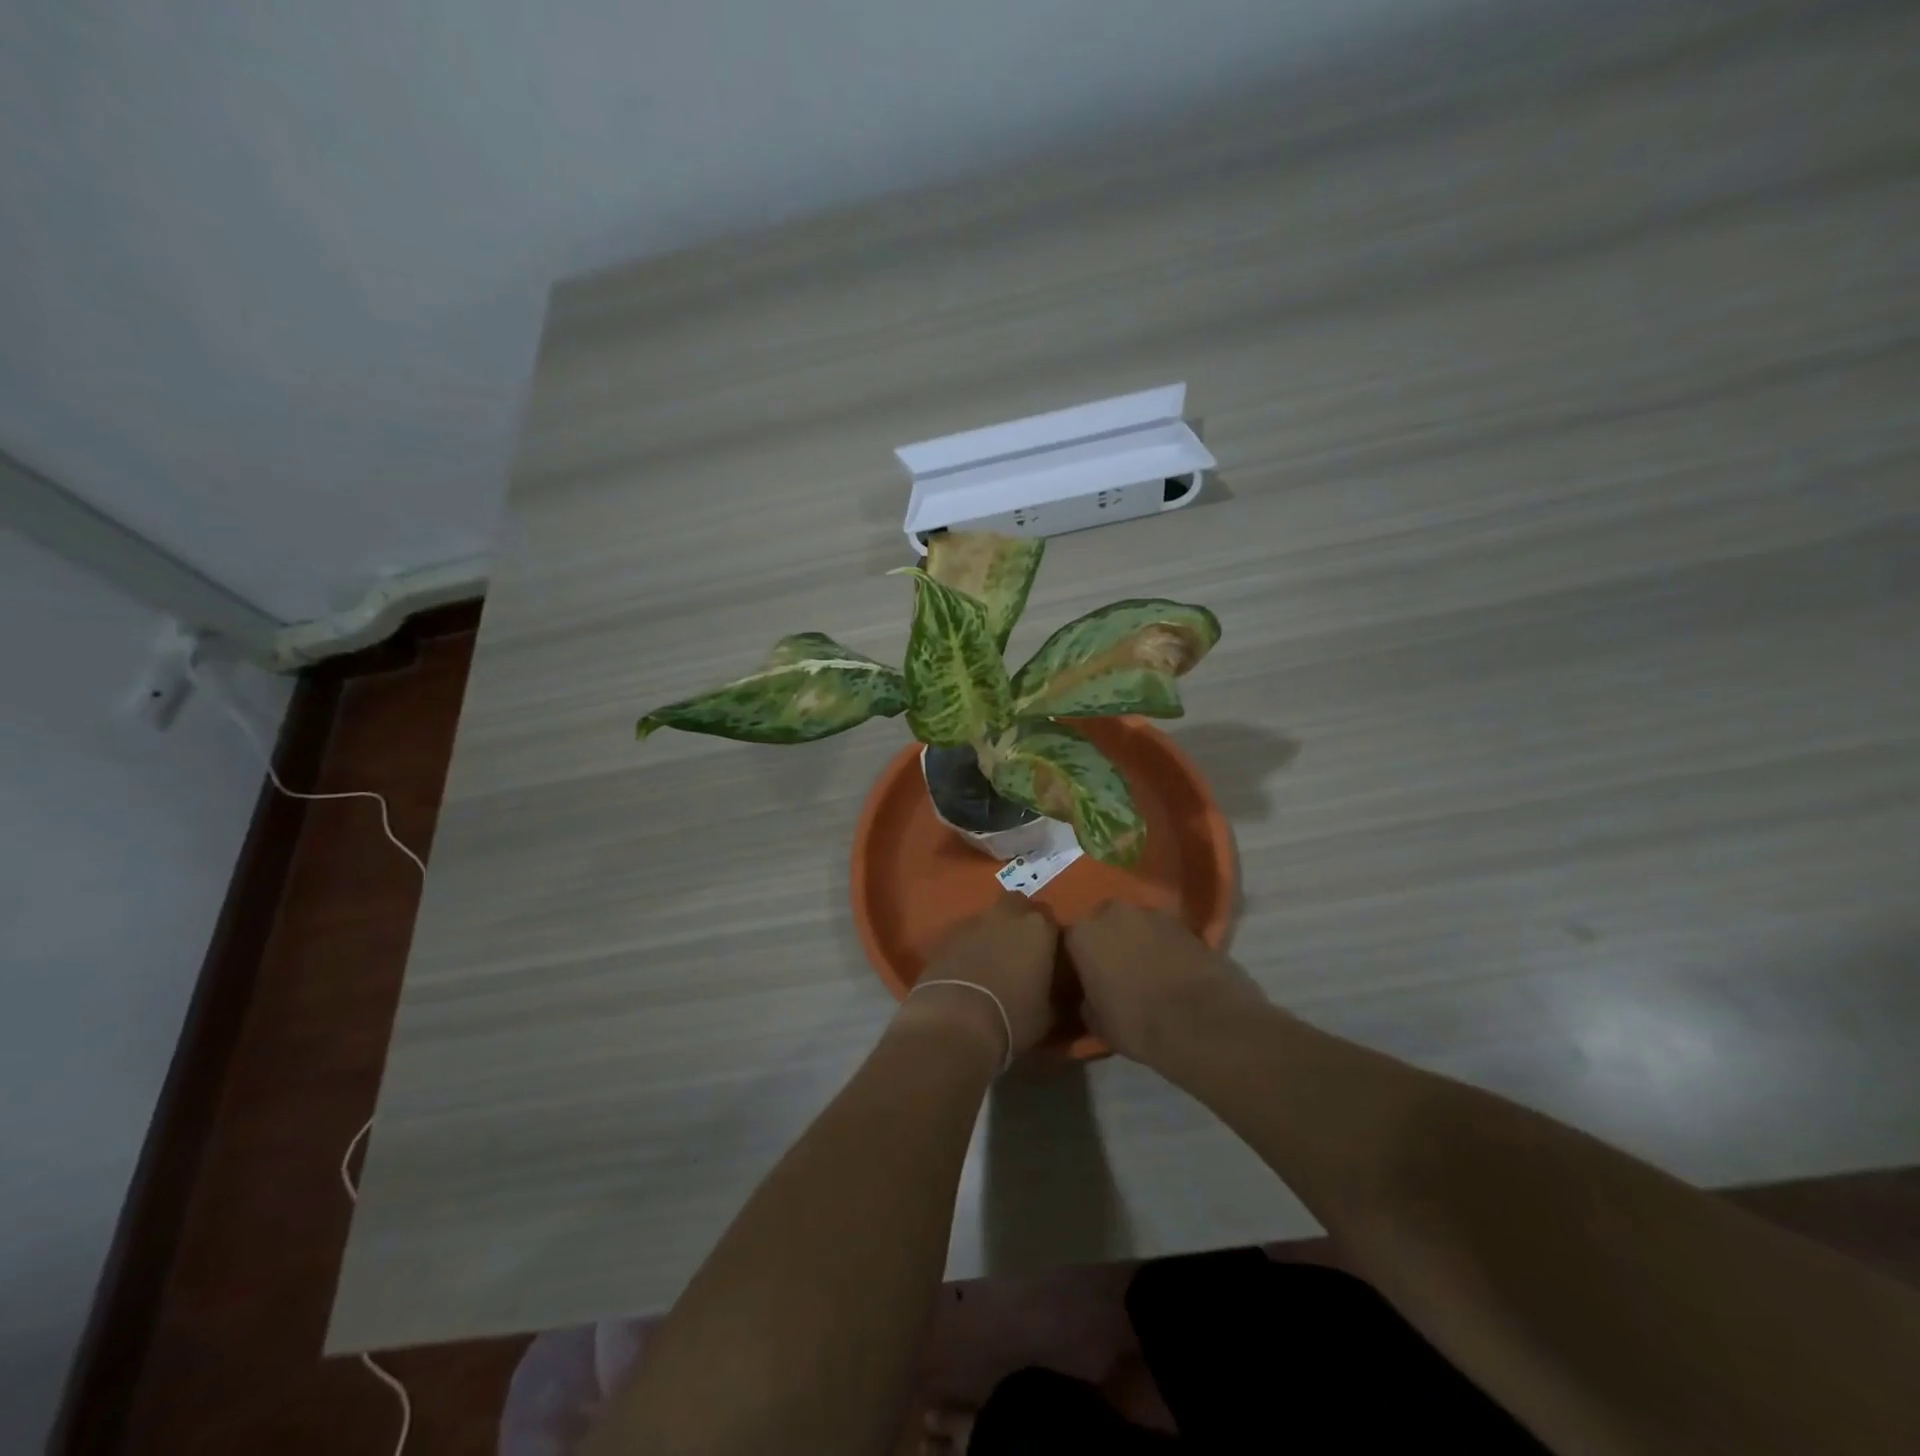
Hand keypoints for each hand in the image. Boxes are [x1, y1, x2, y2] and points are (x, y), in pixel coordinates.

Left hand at [900, 896, 1059, 1065]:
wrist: (956, 1022)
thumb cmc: (1013, 1018)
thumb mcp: (1048, 1013)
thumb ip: (1053, 991)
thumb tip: (1050, 990)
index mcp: (1038, 928)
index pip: (1049, 920)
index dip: (1047, 938)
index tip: (1046, 958)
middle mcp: (1006, 915)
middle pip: (1016, 905)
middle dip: (1018, 921)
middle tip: (1018, 951)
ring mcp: (972, 922)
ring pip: (987, 919)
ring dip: (990, 934)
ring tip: (988, 966)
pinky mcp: (944, 935)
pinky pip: (963, 935)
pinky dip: (966, 947)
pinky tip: (965, 973)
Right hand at [1065, 902, 1262, 1066]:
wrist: (1200, 1022)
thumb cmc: (1137, 1023)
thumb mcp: (1096, 1022)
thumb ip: (1087, 998)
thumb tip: (1091, 995)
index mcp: (1082, 933)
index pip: (1071, 940)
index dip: (1080, 959)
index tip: (1088, 977)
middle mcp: (1112, 912)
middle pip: (1105, 924)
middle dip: (1110, 942)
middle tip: (1118, 971)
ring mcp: (1151, 913)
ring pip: (1137, 925)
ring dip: (1139, 941)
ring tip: (1150, 971)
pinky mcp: (1184, 922)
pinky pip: (1165, 932)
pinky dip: (1166, 946)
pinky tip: (1174, 969)